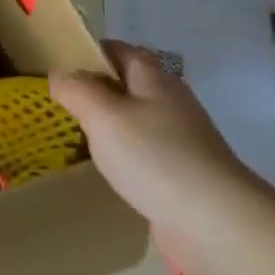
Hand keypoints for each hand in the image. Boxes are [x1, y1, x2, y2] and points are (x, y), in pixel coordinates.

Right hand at [52, 43, 274, 274]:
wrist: (216, 223)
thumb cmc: (154, 156)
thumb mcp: (101, 114)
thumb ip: (75, 88)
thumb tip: (60, 74)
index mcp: (155, 80)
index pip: (120, 50)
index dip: (90, 51)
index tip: (58, 63)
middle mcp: (171, 103)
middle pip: (129, 84)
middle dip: (96, 88)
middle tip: (59, 100)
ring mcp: (181, 140)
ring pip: (136, 119)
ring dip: (108, 123)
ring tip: (74, 133)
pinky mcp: (183, 174)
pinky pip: (144, 152)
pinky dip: (122, 154)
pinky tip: (104, 167)